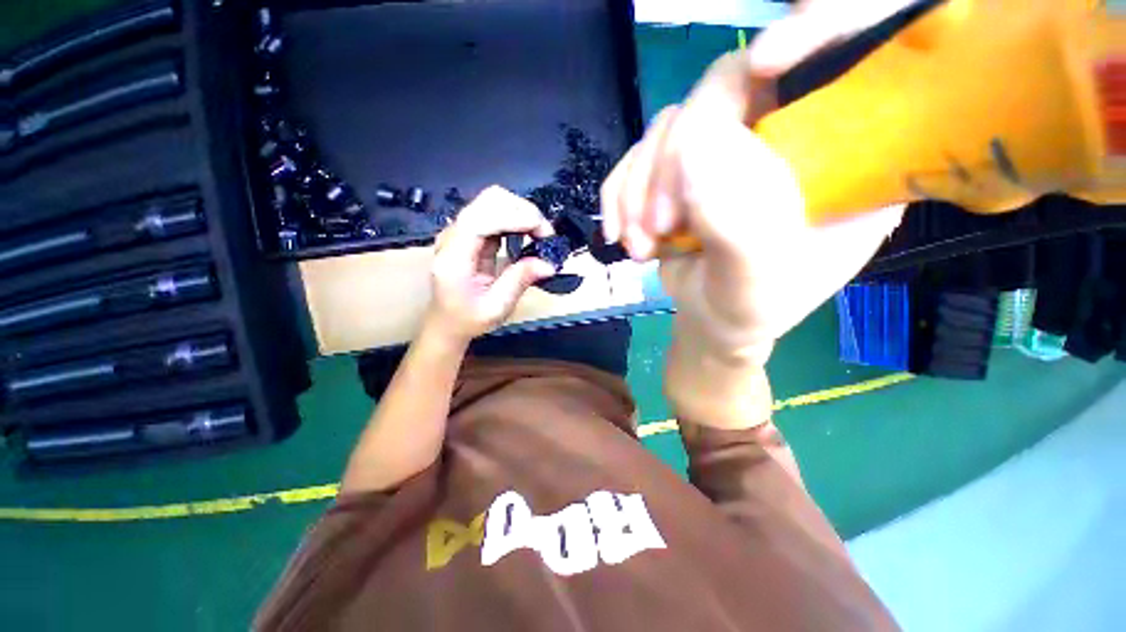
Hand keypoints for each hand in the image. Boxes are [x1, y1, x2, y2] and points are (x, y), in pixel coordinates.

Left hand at [425, 186, 556, 345]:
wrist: (447, 322)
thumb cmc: (468, 320)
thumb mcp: (496, 308)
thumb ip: (520, 281)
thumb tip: (549, 264)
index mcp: (454, 258)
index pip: (480, 220)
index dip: (513, 217)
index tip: (543, 232)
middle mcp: (453, 237)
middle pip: (488, 201)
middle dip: (523, 211)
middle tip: (546, 234)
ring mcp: (461, 232)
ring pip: (493, 202)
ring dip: (522, 212)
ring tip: (541, 234)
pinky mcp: (471, 233)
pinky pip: (496, 214)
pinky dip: (517, 218)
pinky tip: (530, 234)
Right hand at [601, 3, 906, 424]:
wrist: (711, 319)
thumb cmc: (749, 309)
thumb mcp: (754, 283)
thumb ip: (734, 225)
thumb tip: (691, 150)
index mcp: (837, 158)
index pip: (839, 63)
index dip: (809, 34)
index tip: (768, 60)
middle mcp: (781, 136)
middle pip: (722, 90)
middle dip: (672, 164)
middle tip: (659, 228)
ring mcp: (723, 147)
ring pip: (665, 127)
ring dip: (638, 193)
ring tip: (640, 247)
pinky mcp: (679, 167)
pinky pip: (636, 156)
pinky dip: (619, 195)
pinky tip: (620, 234)